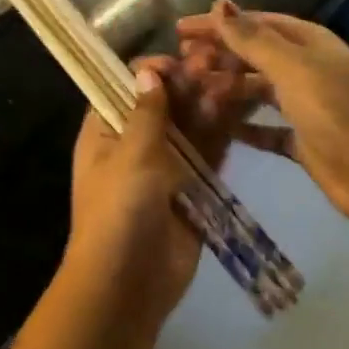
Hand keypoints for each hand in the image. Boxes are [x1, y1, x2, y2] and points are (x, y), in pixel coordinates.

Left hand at [62, 58, 251, 327]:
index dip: (153, 71)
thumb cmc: (118, 212)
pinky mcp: (191, 189)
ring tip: (236, 81)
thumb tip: (147, 71)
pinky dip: (222, 135)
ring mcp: (164, 167)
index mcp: (105, 131)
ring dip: (210, 105)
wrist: (127, 284)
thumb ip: (147, 112)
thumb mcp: (129, 155)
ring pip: (190, 126)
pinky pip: (208, 154)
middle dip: (190, 84)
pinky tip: (243, 111)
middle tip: (221, 66)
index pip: (126, 86)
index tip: (182, 63)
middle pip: (164, 104)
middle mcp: (133, 144)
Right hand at [174, 1, 348, 227]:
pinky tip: (219, 128)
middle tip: (182, 65)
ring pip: (258, 91)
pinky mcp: (302, 140)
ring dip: (228, 90)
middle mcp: (307, 70)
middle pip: (256, 56)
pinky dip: (244, 126)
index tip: (181, 31)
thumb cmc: (334, 112)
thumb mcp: (292, 68)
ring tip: (195, 94)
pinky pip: (265, 128)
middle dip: (220, 57)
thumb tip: (220, 4)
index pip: (257, 24)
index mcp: (310, 44)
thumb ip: (253, 40)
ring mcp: (305, 106)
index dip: (220, 25)